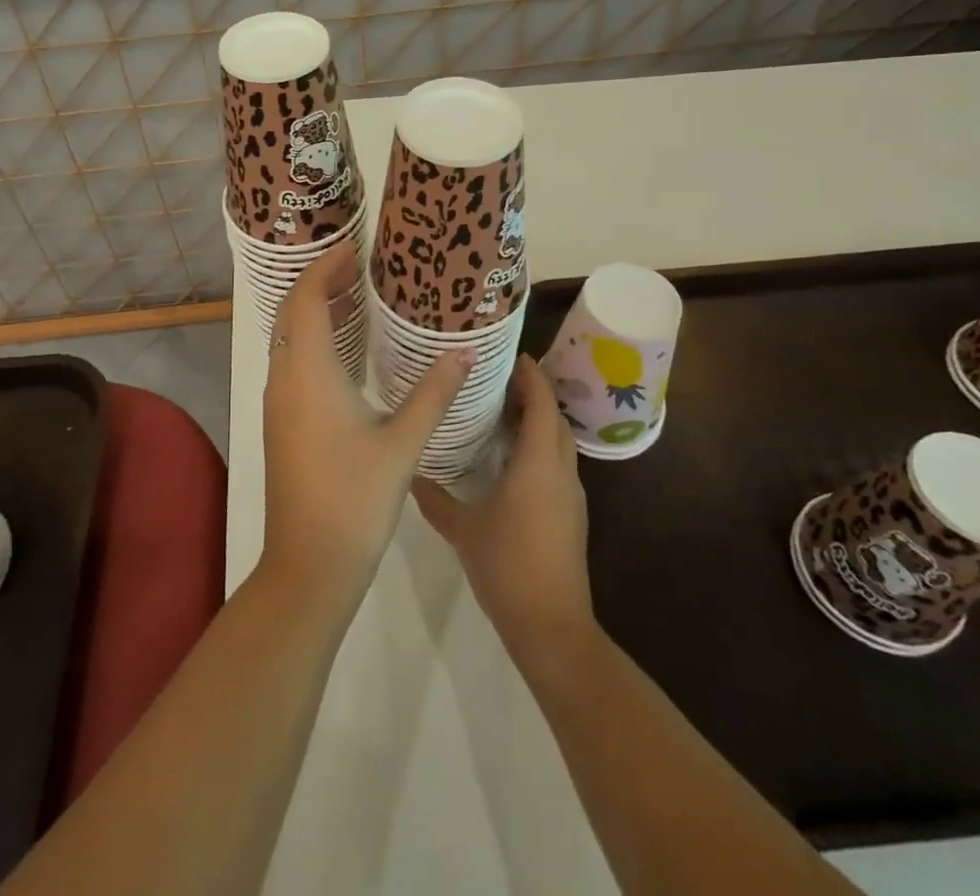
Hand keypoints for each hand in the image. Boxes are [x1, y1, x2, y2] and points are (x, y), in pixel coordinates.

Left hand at [260, 243, 472, 613]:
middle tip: (358, 266)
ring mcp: (279, 402)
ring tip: (354, 296)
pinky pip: (291, 361)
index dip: (324, 268)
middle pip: (292, 313)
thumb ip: (434, 393)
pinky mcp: (281, 422)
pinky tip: (344, 350)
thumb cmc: (355, 499)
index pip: (306, 300)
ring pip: (287, 338)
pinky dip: (311, 339)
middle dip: (319, 282)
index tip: (354, 249)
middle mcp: (285, 379)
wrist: (308, 565)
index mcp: (308, 373)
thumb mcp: (402, 443)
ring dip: (312, 311)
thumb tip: (465, 352)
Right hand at [411, 356, 593, 655]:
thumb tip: (408, 473)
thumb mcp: (462, 529)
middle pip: (554, 418)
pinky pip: (557, 463)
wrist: (551, 627)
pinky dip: (539, 446)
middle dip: (532, 393)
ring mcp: (570, 494)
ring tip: (499, 410)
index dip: (530, 375)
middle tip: (496, 378)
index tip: (510, 353)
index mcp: (537, 464)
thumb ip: (434, 498)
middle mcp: (560, 471)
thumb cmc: (507, 566)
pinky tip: (509, 457)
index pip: (541, 403)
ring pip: (558, 442)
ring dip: (537, 420)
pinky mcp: (571, 514)